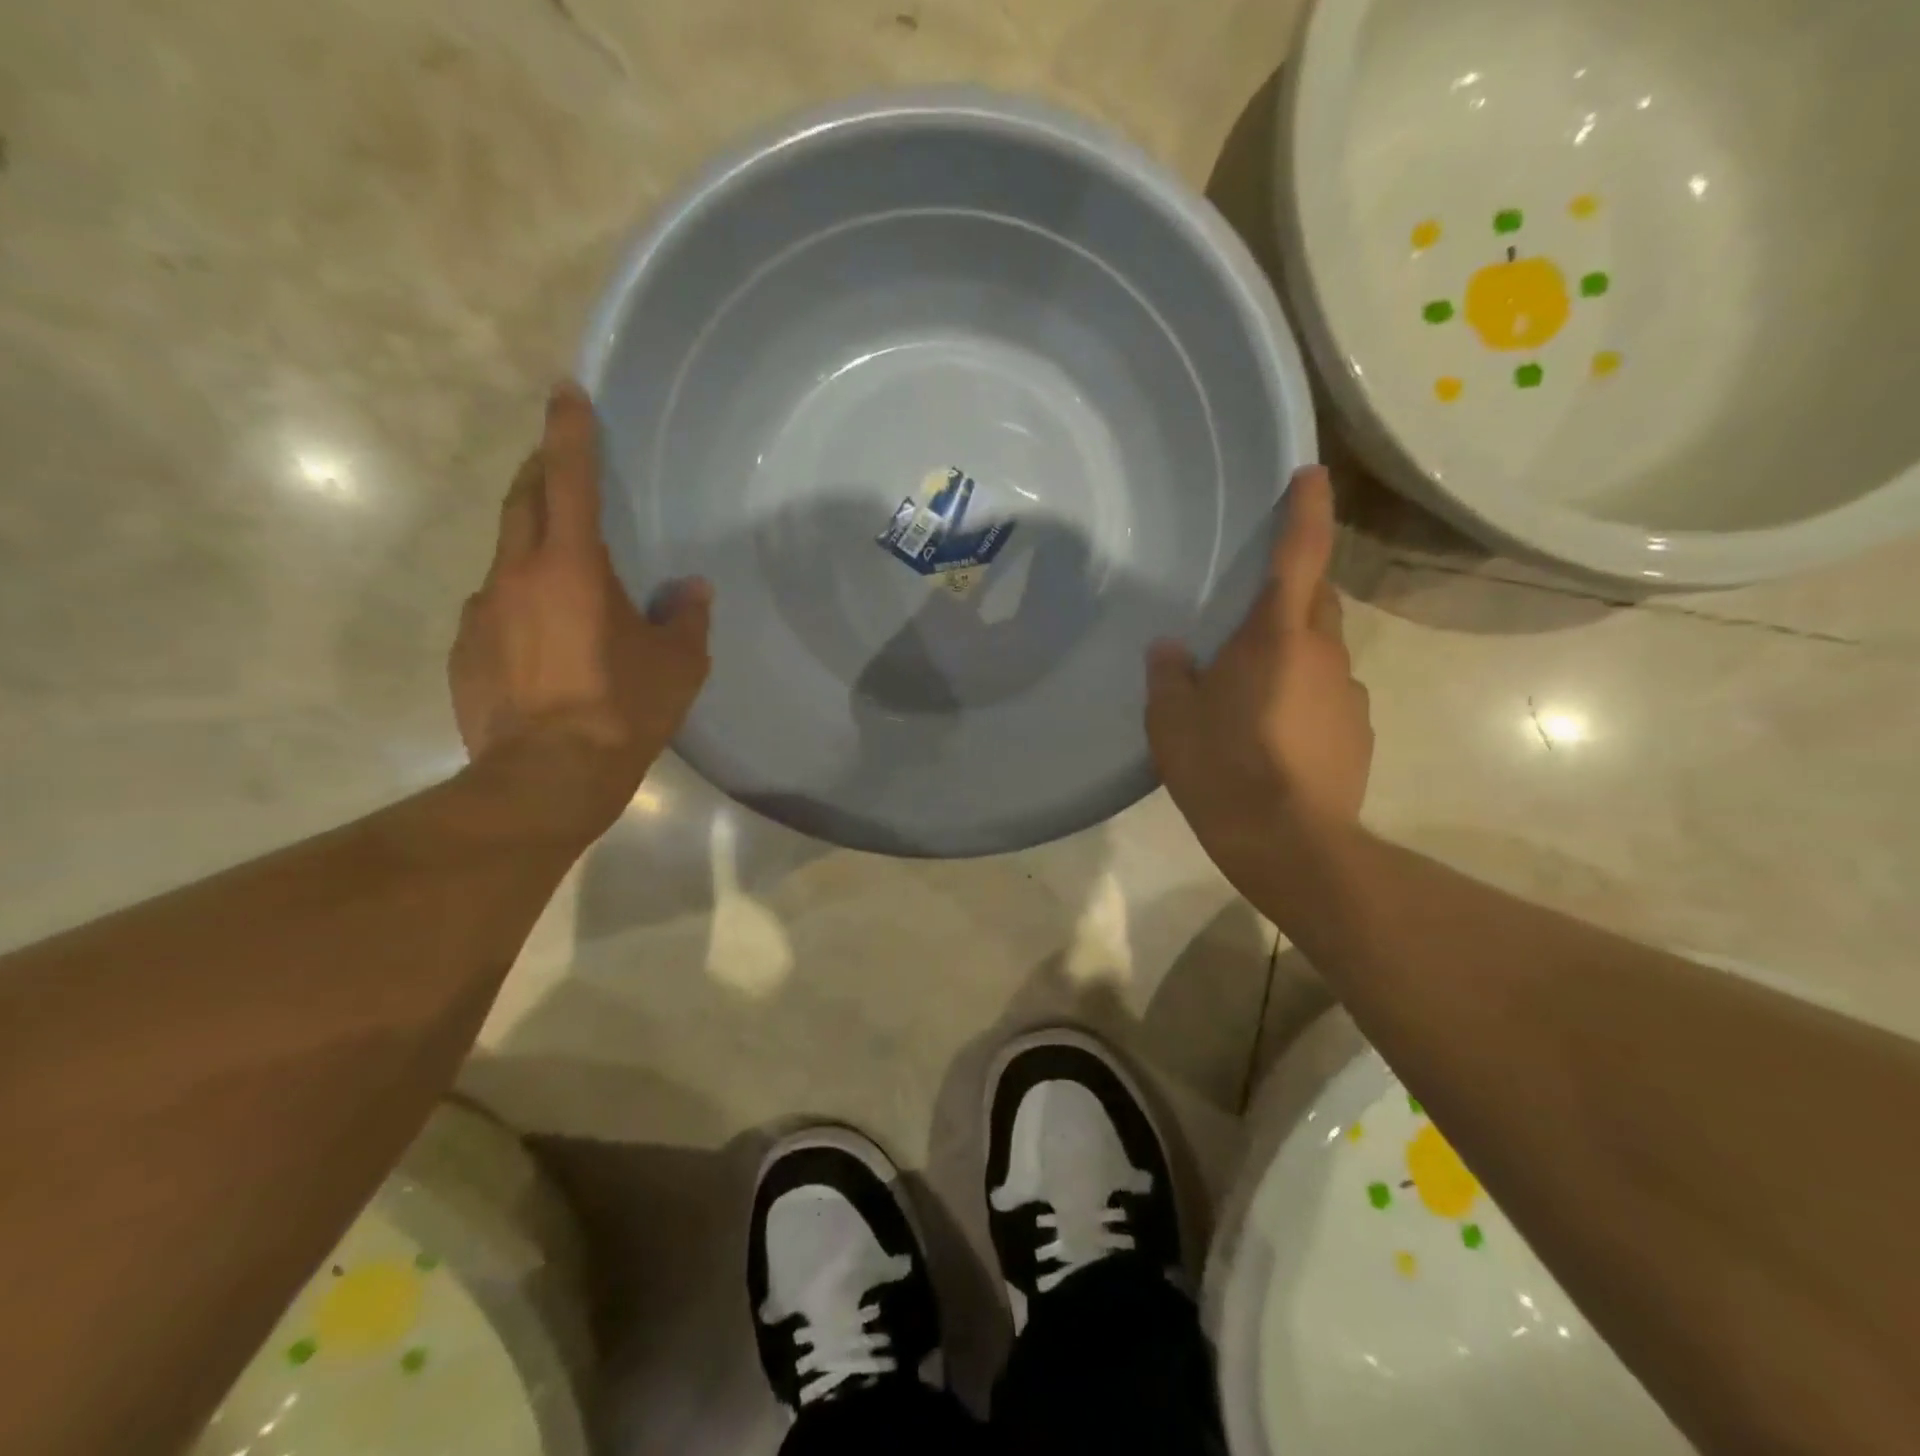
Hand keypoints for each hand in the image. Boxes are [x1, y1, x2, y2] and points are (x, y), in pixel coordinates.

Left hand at [449, 381, 710, 835]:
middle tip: (559, 463)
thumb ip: (686, 617)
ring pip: (506, 560)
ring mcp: (482, 613)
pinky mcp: (465, 651)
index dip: (570, 431)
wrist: (546, 777)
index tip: (565, 390)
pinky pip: (495, 611)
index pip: (569, 479)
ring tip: (565, 581)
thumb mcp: (678, 665)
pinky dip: (520, 607)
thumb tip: (691, 589)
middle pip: (522, 502)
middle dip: (541, 473)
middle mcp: (516, 575)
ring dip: (532, 551)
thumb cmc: (623, 709)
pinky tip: (544, 645)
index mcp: (573, 568)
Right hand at [1146, 465, 1372, 895]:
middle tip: (1251, 612)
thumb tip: (1172, 650)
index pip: (1299, 557)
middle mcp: (1325, 654)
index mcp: (1277, 638)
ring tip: (1252, 692)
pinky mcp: (1359, 733)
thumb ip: (1169, 675)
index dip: (1306, 511)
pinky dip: (1304, 697)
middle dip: (1293, 591)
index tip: (1312, 474)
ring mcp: (1349, 695)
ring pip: (1322, 653)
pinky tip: (1274, 733)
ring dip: (1293, 654)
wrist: (1290, 843)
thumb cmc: (1224, 768)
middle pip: (1316, 601)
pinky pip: (1328, 696)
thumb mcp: (1172, 721)